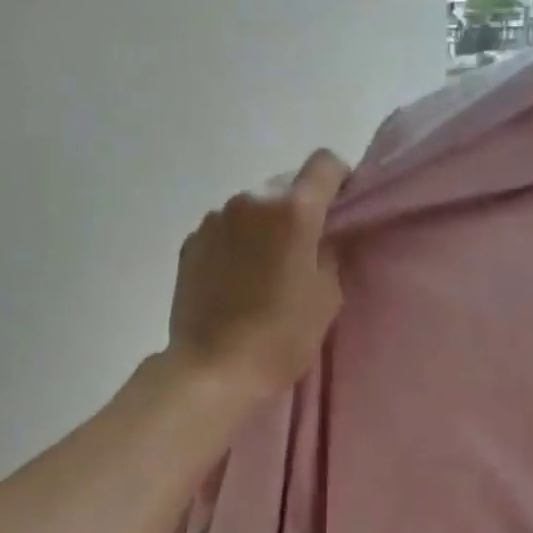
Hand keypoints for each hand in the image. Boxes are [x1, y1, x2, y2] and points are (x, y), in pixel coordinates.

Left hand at [166, 149, 349, 403]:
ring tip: (266, 266)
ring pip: (253, 206)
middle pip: (286, 184)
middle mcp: (250, 200)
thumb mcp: (327, 295)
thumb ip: (330, 251)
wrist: (213, 369)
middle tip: (304, 247)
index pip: (324, 163)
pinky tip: (237, 277)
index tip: (340, 210)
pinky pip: (226, 227)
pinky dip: (238, 240)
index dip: (339, 180)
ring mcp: (215, 219)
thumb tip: (324, 236)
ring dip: (265, 224)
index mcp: (292, 209)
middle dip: (300, 207)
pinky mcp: (191, 241)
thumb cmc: (281, 336)